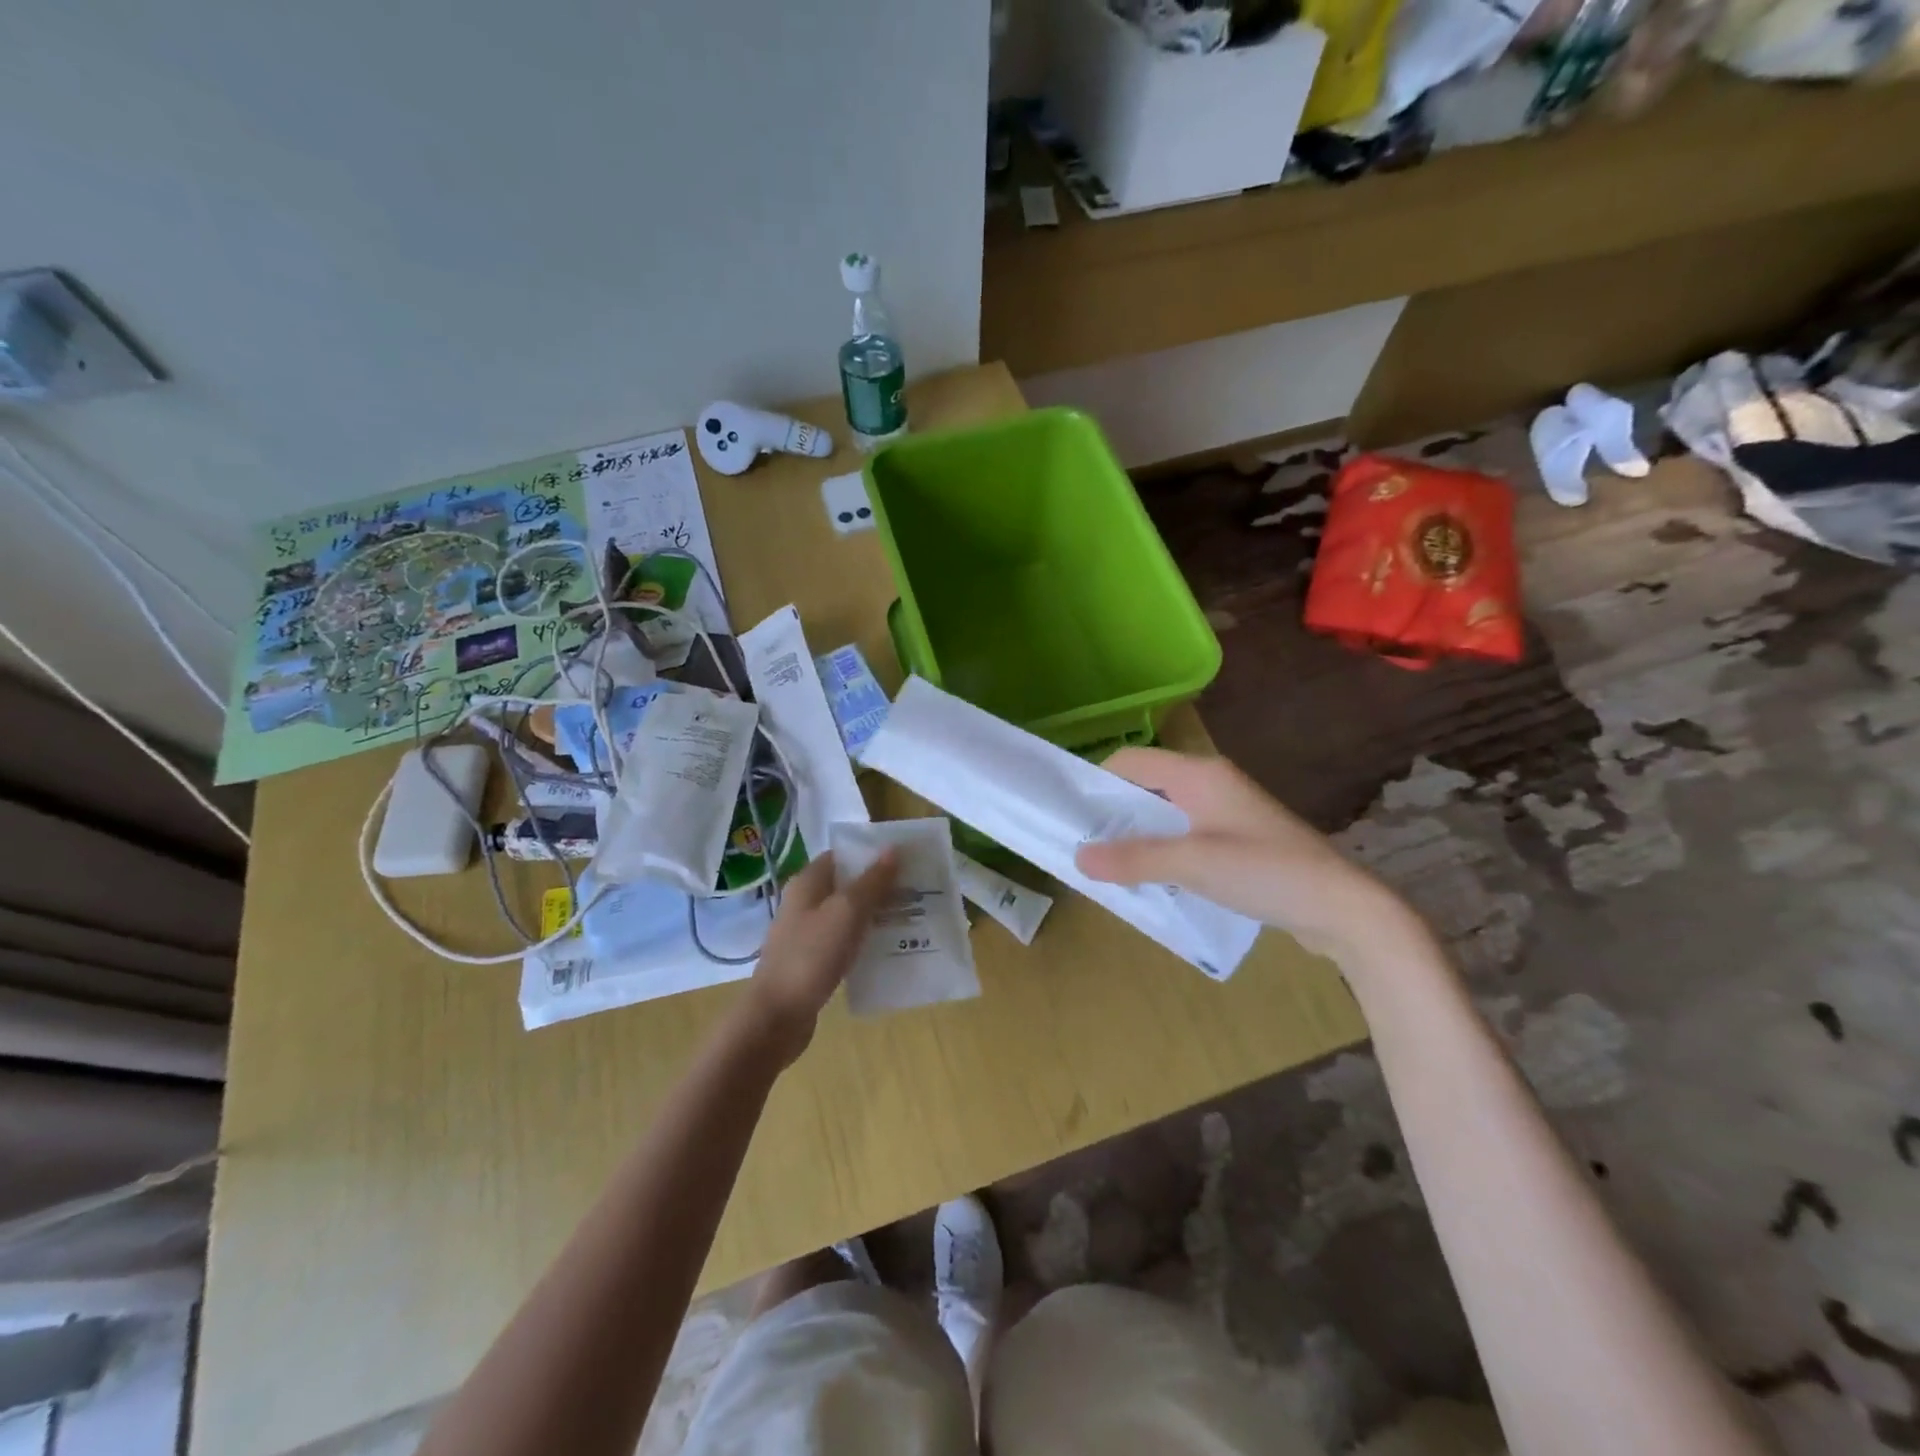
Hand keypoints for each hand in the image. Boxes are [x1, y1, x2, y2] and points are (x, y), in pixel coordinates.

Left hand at [738, 851, 897, 1065]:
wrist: (777, 1017)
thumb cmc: (811, 956)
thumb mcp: (847, 912)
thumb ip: (872, 881)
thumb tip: (893, 848)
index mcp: (808, 883)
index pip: (842, 855)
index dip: (872, 854)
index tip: (905, 858)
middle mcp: (805, 903)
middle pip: (847, 885)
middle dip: (880, 885)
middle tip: (916, 889)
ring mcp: (807, 933)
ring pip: (848, 915)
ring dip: (875, 915)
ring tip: (911, 917)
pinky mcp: (813, 961)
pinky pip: (845, 942)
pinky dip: (865, 941)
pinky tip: (889, 949)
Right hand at [1075, 748, 1415, 966]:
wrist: (1344, 908)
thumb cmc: (1266, 872)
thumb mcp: (1193, 864)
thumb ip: (1134, 859)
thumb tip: (1077, 856)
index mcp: (1199, 774)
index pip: (1131, 760)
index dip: (1097, 781)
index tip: (1070, 813)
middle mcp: (1211, 783)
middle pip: (1146, 786)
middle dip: (1113, 812)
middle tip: (1082, 844)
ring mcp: (1228, 812)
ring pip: (1166, 813)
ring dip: (1137, 835)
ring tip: (1108, 864)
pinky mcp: (1239, 840)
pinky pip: (1186, 835)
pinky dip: (1163, 850)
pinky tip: (1152, 877)